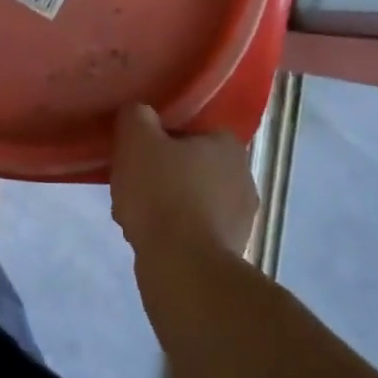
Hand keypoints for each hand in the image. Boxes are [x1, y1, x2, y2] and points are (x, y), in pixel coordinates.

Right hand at [110, 105, 258, 263]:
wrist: (183, 264)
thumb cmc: (162, 193)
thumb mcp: (136, 140)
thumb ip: (136, 116)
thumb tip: (139, 113)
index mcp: (228, 145)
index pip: (191, 131)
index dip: (160, 140)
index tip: (138, 153)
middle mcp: (244, 177)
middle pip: (191, 166)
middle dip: (163, 174)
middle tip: (133, 183)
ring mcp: (241, 217)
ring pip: (191, 200)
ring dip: (167, 204)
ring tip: (136, 215)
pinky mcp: (231, 249)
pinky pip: (194, 230)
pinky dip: (174, 231)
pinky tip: (150, 238)